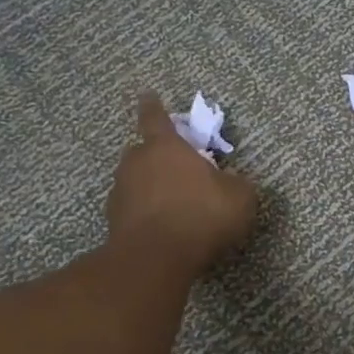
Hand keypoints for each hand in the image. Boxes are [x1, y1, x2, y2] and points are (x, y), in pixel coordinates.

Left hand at [105, 94, 258, 274]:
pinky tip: (162, 226)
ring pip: (135, 180)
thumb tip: (232, 179)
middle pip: (142, 150)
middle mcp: (137, 163)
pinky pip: (132, 208)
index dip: (153, 106)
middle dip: (156, 154)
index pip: (155, 118)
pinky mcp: (113, 221)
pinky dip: (145, 212)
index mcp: (166, 147)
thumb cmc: (201, 215)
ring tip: (172, 202)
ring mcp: (121, 192)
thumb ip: (237, 183)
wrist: (155, 258)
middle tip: (175, 166)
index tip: (147, 95)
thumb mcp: (239, 197)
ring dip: (150, 185)